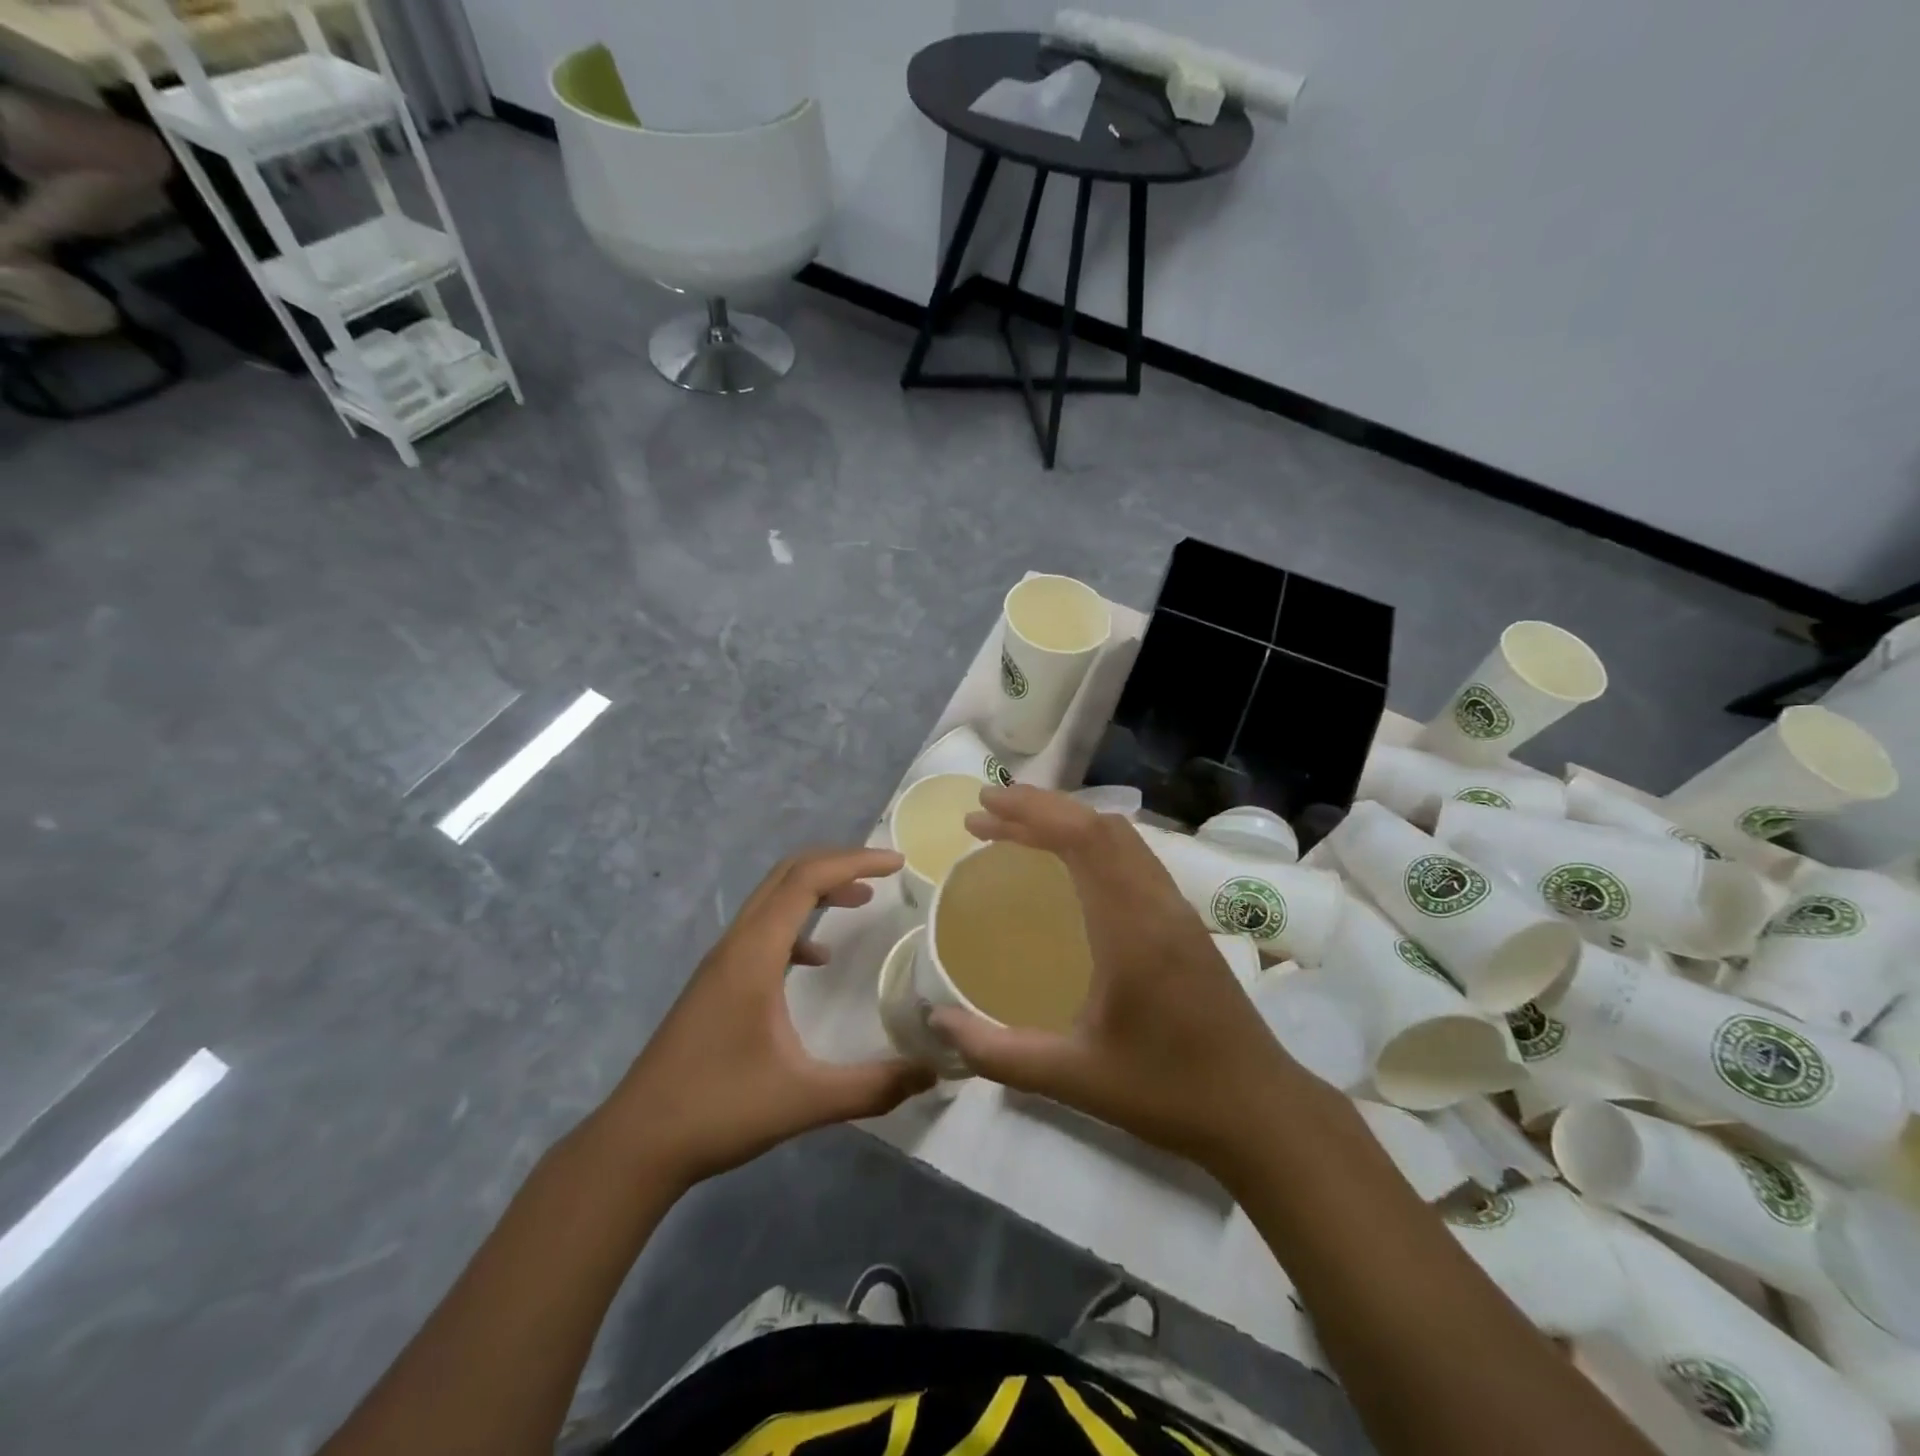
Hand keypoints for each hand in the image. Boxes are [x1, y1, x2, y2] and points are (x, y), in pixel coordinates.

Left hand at [610, 848, 935, 1186]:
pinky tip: (818, 959)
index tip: (898, 864)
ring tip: (862, 900)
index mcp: (754, 954)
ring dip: (817, 889)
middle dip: (838, 864)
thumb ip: (873, 1086)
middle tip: (884, 872)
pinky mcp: (715, 982)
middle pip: (787, 875)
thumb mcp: (805, 1100)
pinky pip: (762, 931)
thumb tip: (933, 1070)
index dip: (854, 862)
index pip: (806, 880)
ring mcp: (721, 962)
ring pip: (772, 900)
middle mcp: (735, 944)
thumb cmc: (719, 1110)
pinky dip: (797, 925)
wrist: (637, 1144)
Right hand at [931, 787, 1298, 1169]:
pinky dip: (1093, 842)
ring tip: (1018, 829)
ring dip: (1068, 821)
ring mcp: (1177, 909)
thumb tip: (938, 1023)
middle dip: (1040, 808)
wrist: (1260, 1112)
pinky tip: (1070, 866)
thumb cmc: (1168, 1092)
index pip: (1082, 839)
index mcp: (1133, 928)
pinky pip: (1134, 857)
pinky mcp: (1185, 922)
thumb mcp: (1076, 1079)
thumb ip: (1001, 1053)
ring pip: (1121, 837)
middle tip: (985, 811)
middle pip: (1099, 826)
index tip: (982, 808)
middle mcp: (1157, 903)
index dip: (1030, 813)